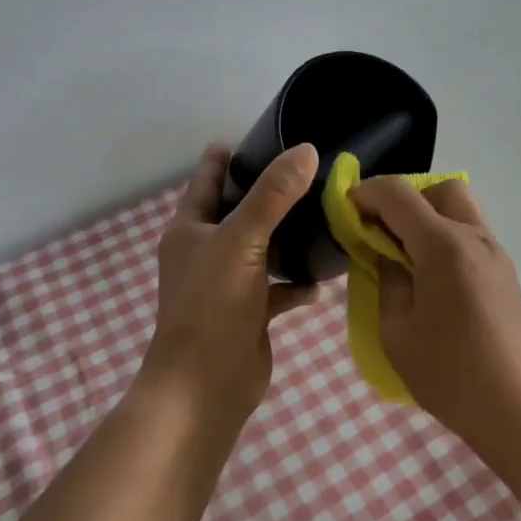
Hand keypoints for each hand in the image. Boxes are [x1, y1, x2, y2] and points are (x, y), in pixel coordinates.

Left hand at [146, 142, 320, 425]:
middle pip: (243, 209)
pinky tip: (327, 278)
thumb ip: (274, 195)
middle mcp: (207, 249)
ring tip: (329, 213)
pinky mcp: (250, 311)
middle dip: (274, 192)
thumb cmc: (212, 304)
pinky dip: (300, 282)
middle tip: (316, 169)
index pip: (210, 175)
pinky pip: (280, 287)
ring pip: (264, 247)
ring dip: (291, 236)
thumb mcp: (242, 239)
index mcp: (191, 226)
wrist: (205, 387)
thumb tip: (307, 150)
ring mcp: (229, 282)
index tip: (273, 133)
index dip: (235, 153)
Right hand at [350, 177, 520, 445]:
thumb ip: (385, 280)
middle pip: (440, 188)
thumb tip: (383, 254)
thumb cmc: (450, 374)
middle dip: (406, 198)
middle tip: (383, 231)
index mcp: (443, 245)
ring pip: (460, 208)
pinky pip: (470, 234)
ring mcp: (495, 253)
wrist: (519, 409)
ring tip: (405, 256)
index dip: (366, 193)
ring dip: (428, 216)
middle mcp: (474, 237)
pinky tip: (431, 276)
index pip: (398, 194)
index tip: (345, 211)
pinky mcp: (505, 272)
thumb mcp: (396, 330)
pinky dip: (445, 236)